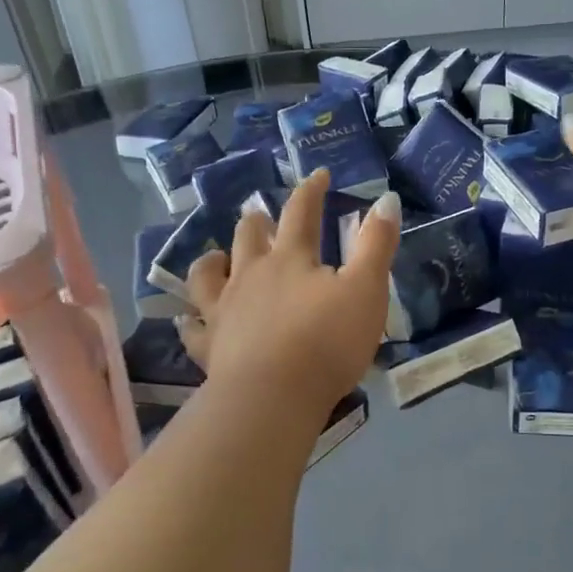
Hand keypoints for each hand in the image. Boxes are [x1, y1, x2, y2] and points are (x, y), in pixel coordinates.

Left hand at [178, 170, 400, 413]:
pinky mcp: (209, 346)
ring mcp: (224, 309)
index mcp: (291, 259)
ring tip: (216, 257)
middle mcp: (251, 275)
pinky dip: (188, 322)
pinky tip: (185, 320)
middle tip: (259, 215)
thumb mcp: (366, 290)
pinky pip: (192, 329)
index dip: (310, 191)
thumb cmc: (327, 342)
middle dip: (257, 221)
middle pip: (249, 237)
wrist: (274, 395)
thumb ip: (377, 244)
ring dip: (213, 261)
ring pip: (208, 274)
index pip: (301, 212)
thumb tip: (387, 199)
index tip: (317, 176)